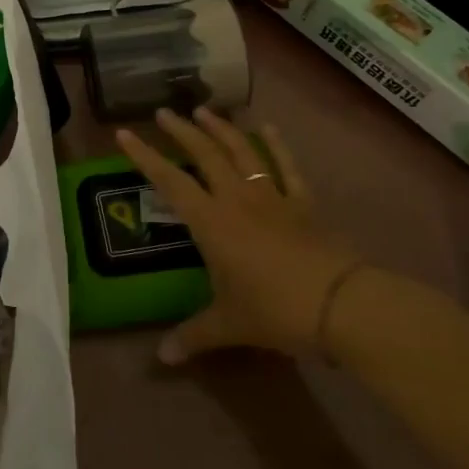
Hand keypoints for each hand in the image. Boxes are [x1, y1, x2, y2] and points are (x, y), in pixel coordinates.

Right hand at [117, 108, 365, 363]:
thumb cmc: (275, 310)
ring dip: (222, 129)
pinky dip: (277, 146)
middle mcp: (237, 200)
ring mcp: (273, 197)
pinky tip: (269, 128)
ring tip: (205, 111)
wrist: (343, 305)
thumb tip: (162, 358)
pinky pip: (288, 168)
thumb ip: (192, 336)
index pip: (170, 181)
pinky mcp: (305, 203)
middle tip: (165, 111)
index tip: (125, 133)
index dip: (144, 156)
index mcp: (211, 223)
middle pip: (205, 154)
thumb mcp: (228, 325)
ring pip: (243, 152)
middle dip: (183, 131)